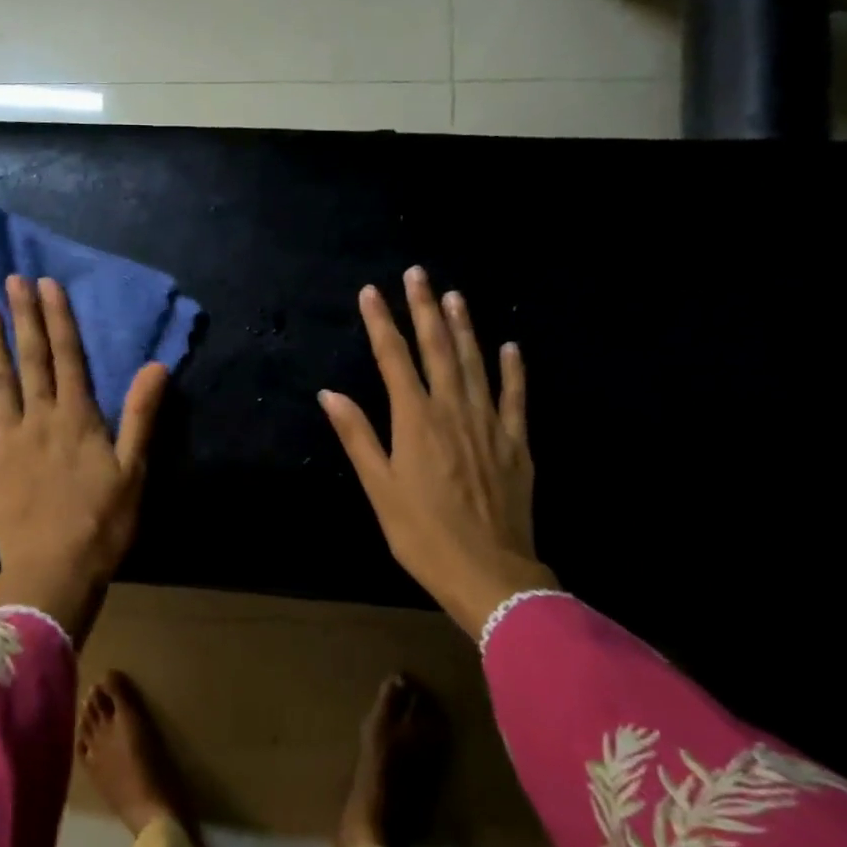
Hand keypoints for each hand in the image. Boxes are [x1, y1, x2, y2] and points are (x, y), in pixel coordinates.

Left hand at [0, 274, 168, 636]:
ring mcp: (8, 440)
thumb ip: (141, 415)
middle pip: (31, 360)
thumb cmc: (102, 523)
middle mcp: (40, 419)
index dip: (58, 318)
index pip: (68, 357)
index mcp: (77, 418)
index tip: (47, 284)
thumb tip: (157, 366)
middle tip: (12, 280)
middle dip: (23, 318)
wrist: (54, 571)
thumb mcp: (133, 469)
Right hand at [319, 267, 554, 637]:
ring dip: (464, 326)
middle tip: (418, 273)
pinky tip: (509, 346)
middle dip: (425, 309)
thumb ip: (357, 436)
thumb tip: (330, 394)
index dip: (381, 323)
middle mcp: (452, 411)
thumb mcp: (379, 488)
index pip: (394, 359)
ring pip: (475, 363)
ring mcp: (489, 424)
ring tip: (454, 295)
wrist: (489, 573)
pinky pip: (515, 396)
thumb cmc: (422, 534)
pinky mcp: (516, 443)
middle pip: (437, 349)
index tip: (371, 292)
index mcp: (415, 421)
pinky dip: (512, 369)